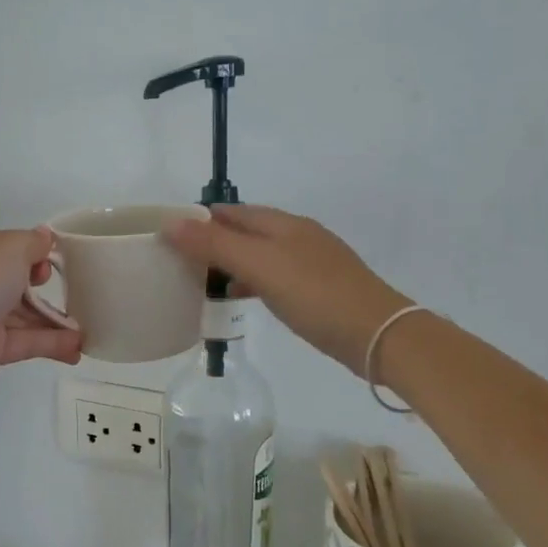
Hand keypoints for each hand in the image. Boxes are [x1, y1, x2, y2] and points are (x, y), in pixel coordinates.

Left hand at [0, 227, 82, 399]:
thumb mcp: (8, 248)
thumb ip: (33, 244)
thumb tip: (45, 238)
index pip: (15, 248)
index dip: (41, 254)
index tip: (64, 264)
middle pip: (22, 282)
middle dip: (52, 288)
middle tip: (85, 297)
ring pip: (28, 315)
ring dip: (58, 322)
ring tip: (91, 329)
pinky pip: (27, 342)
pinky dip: (52, 344)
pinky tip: (78, 349)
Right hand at [163, 205, 412, 375]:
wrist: (378, 335)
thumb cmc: (316, 295)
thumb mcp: (260, 266)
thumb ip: (216, 244)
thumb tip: (171, 221)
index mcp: (284, 224)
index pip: (232, 211)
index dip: (200, 217)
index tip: (169, 233)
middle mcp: (297, 236)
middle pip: (246, 231)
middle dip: (213, 239)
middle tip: (179, 259)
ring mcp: (311, 262)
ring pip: (260, 255)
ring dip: (231, 262)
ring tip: (201, 279)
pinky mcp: (318, 289)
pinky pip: (274, 276)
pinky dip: (251, 281)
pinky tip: (241, 296)